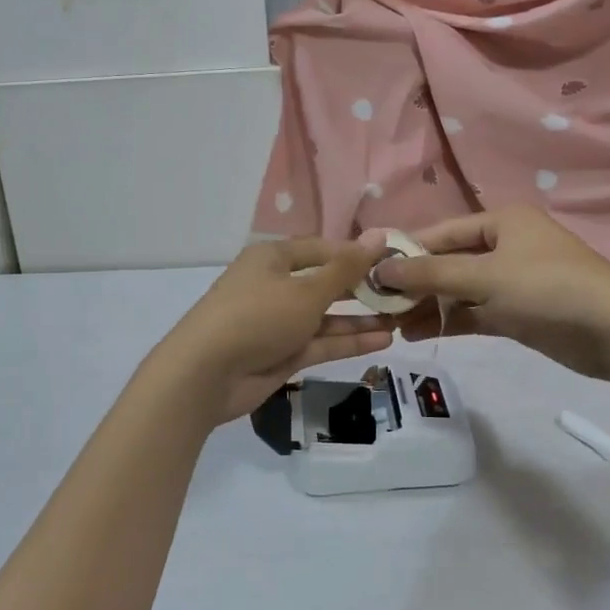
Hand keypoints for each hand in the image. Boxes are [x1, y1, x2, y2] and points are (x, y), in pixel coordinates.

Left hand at [153, 236, 394, 423]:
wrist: (206, 373)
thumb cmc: (257, 316)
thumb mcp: (306, 290)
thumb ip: (346, 268)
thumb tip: (379, 236)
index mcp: (273, 258)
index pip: (322, 249)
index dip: (356, 254)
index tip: (393, 260)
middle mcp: (276, 285)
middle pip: (325, 282)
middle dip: (362, 289)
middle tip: (403, 293)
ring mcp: (279, 322)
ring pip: (326, 316)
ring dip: (360, 319)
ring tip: (401, 319)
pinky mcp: (282, 354)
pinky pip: (321, 342)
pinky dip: (348, 341)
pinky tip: (384, 341)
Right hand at [377, 206, 609, 381]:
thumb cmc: (547, 289)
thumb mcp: (485, 277)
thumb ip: (430, 273)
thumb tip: (380, 269)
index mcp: (501, 221)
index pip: (441, 232)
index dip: (406, 251)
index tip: (370, 271)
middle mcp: (505, 245)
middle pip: (448, 261)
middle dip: (415, 283)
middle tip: (377, 304)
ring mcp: (513, 280)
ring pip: (459, 289)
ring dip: (429, 305)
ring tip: (391, 325)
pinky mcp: (518, 312)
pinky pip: (474, 311)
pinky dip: (450, 321)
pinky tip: (418, 333)